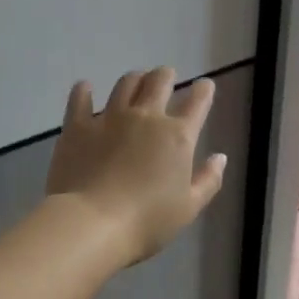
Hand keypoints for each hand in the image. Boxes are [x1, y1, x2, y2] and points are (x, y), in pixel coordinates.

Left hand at [44, 68, 226, 266]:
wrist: (93, 223)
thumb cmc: (148, 220)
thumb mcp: (189, 207)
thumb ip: (208, 180)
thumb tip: (220, 157)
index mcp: (178, 136)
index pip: (197, 102)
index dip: (204, 91)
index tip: (204, 86)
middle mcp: (146, 117)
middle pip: (159, 81)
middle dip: (166, 75)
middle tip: (167, 77)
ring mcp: (109, 117)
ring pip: (125, 84)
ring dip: (135, 79)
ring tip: (136, 80)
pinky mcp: (78, 126)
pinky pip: (80, 99)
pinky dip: (84, 90)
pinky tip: (85, 87)